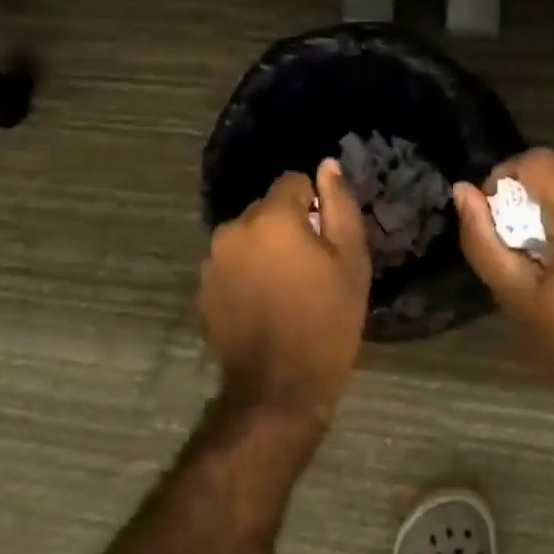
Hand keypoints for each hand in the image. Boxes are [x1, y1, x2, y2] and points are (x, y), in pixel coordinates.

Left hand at [197, 159, 371, 431]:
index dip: (312, 203)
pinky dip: (244, 273)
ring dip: (262, 249)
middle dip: (285, 226)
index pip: (291, 182)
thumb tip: (327, 165)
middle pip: (265, 209)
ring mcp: (213, 260)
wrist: (279, 387)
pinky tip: (262, 303)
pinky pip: (230, 264)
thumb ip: (339, 205)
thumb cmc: (327, 321)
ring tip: (284, 287)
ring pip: (245, 237)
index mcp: (271, 217)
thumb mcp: (350, 261)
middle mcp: (234, 229)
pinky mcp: (203, 288)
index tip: (324, 236)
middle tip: (308, 266)